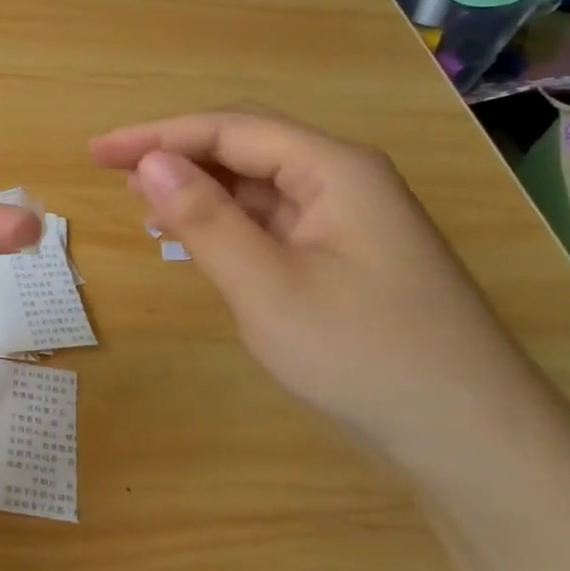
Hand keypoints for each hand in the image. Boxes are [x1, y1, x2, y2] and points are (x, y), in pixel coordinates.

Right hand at [90, 110, 558, 467]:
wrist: (472, 440)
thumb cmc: (364, 355)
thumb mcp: (267, 287)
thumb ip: (204, 219)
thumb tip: (148, 162)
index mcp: (334, 169)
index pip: (228, 129)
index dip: (157, 135)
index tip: (97, 152)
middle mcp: (345, 180)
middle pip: (246, 147)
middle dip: (176, 155)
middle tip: (111, 173)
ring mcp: (349, 220)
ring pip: (259, 186)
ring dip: (199, 189)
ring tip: (141, 203)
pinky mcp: (346, 257)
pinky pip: (273, 221)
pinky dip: (227, 224)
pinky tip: (195, 239)